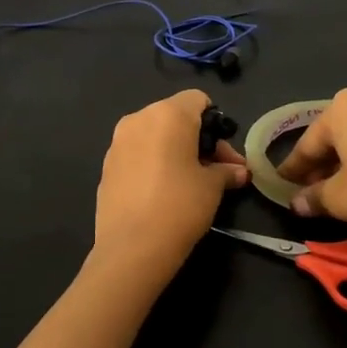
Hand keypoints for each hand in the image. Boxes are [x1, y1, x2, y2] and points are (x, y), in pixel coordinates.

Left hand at [94, 90, 249, 272]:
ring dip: (174, 151)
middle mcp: (138, 119)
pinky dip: (153, 164)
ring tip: (190, 182)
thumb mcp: (213, 187)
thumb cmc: (180, 205)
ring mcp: (117, 143)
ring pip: (154, 136)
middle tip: (217, 171)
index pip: (198, 100)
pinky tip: (163, 192)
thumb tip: (239, 172)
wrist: (132, 247)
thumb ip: (226, 172)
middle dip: (198, 140)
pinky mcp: (106, 167)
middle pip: (175, 117)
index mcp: (167, 114)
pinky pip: (137, 155)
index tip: (225, 154)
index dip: (216, 122)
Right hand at [277, 87, 346, 241]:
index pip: (308, 142)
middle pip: (336, 137)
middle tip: (311, 194)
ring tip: (342, 194)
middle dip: (322, 166)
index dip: (293, 169)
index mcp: (343, 107)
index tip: (281, 186)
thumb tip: (299, 203)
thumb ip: (315, 198)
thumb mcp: (340, 198)